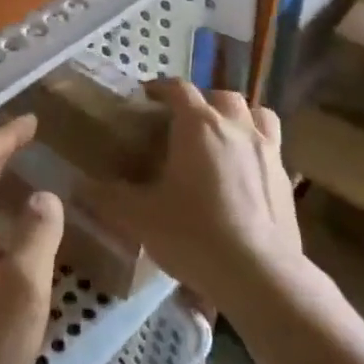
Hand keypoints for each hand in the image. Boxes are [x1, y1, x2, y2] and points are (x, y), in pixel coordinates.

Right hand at [88, 80, 303, 312]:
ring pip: (257, 114)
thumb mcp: (139, 217)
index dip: (161, 88)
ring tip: (224, 136)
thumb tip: (77, 186)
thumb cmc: (194, 234)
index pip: (178, 88)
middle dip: (202, 101)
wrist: (260, 275)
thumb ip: (107, 198)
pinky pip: (273, 148)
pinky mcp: (287, 179)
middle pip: (221, 97)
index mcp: (198, 125)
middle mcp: (236, 127)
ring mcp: (268, 150)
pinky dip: (258, 149)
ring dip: (239, 117)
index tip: (146, 97)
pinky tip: (247, 174)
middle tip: (184, 122)